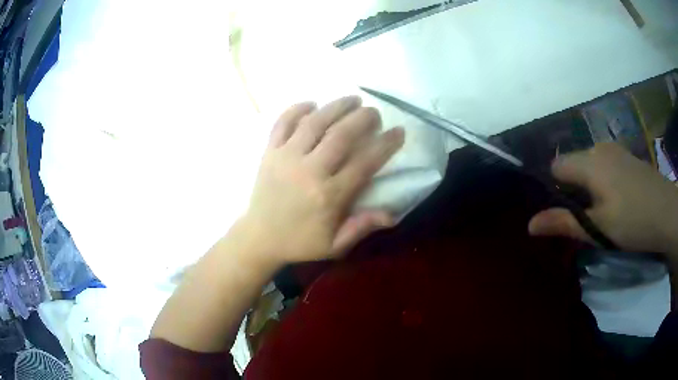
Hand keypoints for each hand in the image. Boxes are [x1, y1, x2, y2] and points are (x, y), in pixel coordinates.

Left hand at [241, 96, 404, 265]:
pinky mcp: (269, 152)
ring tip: (353, 98)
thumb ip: (361, 227)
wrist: (259, 238)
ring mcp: (286, 158)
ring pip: (314, 123)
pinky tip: (312, 103)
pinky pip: (282, 124)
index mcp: (329, 196)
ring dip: (336, 106)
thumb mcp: (335, 245)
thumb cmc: (300, 242)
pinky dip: (296, 109)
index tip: (398, 132)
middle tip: (375, 112)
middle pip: (341, 135)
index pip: (364, 162)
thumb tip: (392, 215)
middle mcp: (309, 171)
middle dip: (363, 118)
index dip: (385, 144)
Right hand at [529, 143, 677, 260]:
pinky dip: (602, 181)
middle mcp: (599, 147)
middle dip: (573, 189)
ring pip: (590, 165)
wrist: (667, 212)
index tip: (564, 213)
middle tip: (585, 218)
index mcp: (589, 161)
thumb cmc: (633, 221)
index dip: (554, 189)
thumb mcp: (598, 228)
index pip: (556, 166)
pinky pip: (604, 165)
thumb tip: (529, 224)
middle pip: (573, 164)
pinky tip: (616, 199)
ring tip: (601, 211)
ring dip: (589, 186)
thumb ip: (564, 223)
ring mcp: (615, 150)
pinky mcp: (627, 157)